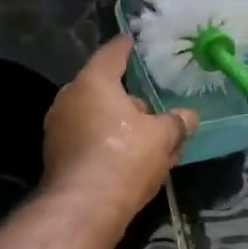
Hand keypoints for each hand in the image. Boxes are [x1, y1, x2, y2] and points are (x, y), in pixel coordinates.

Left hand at [42, 38, 197, 222]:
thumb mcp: (162, 136)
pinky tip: (132, 163)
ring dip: (122, 126)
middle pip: (104, 90)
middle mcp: (69, 100)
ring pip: (97, 119)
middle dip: (130, 100)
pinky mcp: (57, 157)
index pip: (112, 54)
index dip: (126, 47)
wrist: (84, 207)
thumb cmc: (124, 157)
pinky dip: (109, 145)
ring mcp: (58, 129)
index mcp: (92, 83)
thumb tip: (190, 117)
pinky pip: (89, 141)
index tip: (133, 41)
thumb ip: (177, 122)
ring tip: (151, 142)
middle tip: (155, 109)